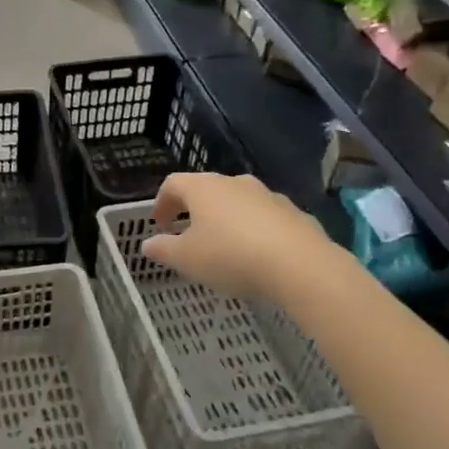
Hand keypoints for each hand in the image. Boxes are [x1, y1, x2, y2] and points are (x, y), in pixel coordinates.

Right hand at [142, 173, 336, 300]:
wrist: (301, 266)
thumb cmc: (231, 256)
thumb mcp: (186, 259)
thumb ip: (163, 249)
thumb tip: (148, 244)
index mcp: (203, 188)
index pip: (172, 184)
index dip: (161, 203)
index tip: (159, 225)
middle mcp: (235, 183)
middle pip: (206, 190)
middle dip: (193, 210)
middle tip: (188, 234)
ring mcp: (267, 195)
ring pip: (237, 202)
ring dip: (225, 219)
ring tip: (223, 247)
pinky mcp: (294, 213)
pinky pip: (264, 218)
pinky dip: (253, 230)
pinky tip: (256, 255)